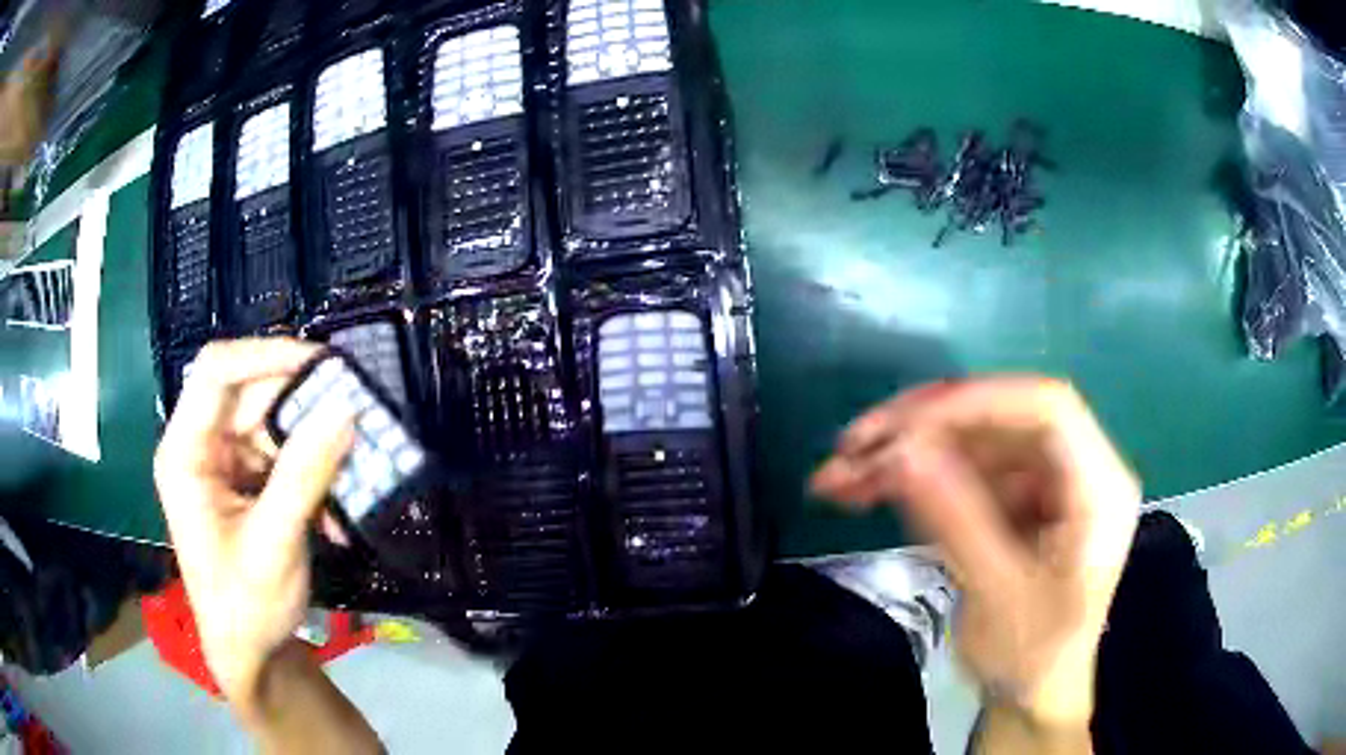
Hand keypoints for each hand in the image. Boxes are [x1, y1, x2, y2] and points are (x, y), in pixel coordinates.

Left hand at [154, 339, 354, 717]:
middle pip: (249, 394)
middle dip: (300, 406)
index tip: (322, 365)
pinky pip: (281, 455)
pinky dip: (311, 475)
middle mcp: (200, 446)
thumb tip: (346, 409)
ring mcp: (222, 463)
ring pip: (271, 423)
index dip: (265, 354)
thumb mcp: (275, 543)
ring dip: (312, 448)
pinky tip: (334, 512)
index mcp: (185, 453)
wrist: (249, 654)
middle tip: (353, 416)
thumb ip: (306, 474)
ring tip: (350, 478)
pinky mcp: (244, 482)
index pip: (215, 372)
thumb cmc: (246, 605)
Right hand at [811, 377, 1139, 727]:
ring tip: (842, 475)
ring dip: (905, 453)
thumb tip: (903, 452)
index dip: (976, 403)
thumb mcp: (999, 598)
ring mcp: (1042, 482)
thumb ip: (958, 522)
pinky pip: (960, 469)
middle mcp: (1075, 469)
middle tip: (854, 446)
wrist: (1033, 693)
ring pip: (971, 440)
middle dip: (924, 427)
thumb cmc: (1032, 656)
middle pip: (1001, 418)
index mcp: (1098, 489)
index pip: (1046, 410)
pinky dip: (912, 477)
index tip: (904, 427)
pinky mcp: (1013, 497)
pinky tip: (865, 489)